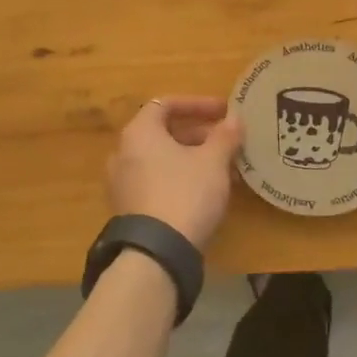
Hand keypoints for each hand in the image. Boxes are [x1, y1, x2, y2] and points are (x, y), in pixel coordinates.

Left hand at [106, 96, 243, 249]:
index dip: (197, 104)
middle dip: (199, 134)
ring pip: (162, 159)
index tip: (223, 111)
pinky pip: (156, 180)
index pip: (165, 104)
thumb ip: (225, 136)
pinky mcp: (128, 208)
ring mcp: (122, 182)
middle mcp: (123, 152)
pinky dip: (180, 177)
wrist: (156, 253)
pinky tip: (207, 191)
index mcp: (139, 133)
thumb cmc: (185, 193)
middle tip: (227, 141)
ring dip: (192, 158)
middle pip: (163, 132)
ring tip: (224, 168)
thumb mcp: (213, 162)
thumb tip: (234, 119)